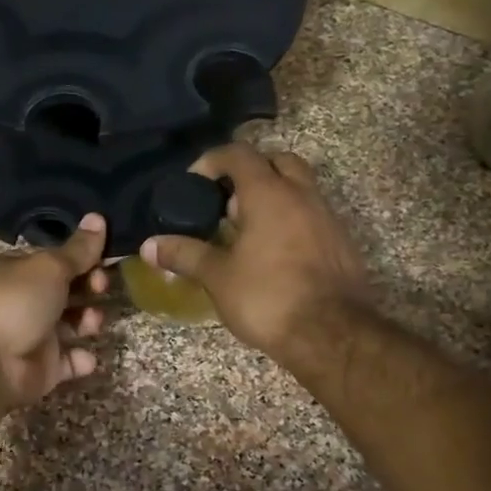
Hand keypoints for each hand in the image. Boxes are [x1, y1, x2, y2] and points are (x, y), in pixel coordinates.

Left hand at [0, 213, 109, 409]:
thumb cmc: (15, 303)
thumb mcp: (50, 267)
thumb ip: (78, 249)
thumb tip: (98, 216)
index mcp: (20, 270)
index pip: (58, 259)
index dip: (83, 257)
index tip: (106, 258)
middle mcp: (27, 300)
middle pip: (68, 290)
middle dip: (90, 287)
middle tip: (100, 287)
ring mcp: (35, 335)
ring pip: (72, 324)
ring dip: (89, 320)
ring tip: (93, 322)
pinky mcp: (44, 367)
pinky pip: (70, 361)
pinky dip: (81, 359)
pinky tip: (86, 356)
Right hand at [144, 144, 370, 368]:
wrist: (332, 336)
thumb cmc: (268, 298)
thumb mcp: (218, 277)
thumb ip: (184, 254)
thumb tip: (149, 246)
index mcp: (269, 194)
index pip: (239, 154)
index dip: (212, 161)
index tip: (194, 183)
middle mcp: (302, 195)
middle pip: (277, 161)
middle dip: (250, 172)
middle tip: (227, 201)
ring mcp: (327, 217)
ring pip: (299, 188)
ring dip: (273, 196)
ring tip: (246, 230)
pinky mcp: (341, 242)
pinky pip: (312, 215)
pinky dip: (291, 220)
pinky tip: (274, 253)